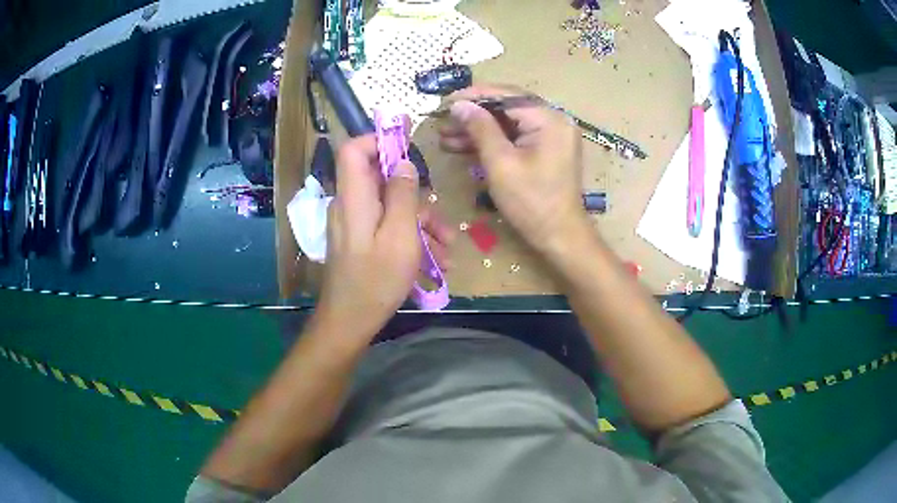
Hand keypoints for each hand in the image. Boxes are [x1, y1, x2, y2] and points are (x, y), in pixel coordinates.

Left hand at [316, 136, 452, 339]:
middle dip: (417, 199)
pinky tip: (435, 263)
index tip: (408, 144)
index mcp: (354, 197)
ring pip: (391, 207)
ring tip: (447, 252)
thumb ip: (402, 195)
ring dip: (421, 225)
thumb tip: (403, 162)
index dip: (378, 140)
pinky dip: (410, 238)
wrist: (350, 322)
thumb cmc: (376, 280)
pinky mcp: (360, 240)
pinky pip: (387, 227)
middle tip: (443, 225)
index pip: (354, 150)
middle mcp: (350, 205)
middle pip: (383, 182)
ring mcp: (355, 224)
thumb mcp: (399, 236)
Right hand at [439, 85, 590, 257]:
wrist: (560, 236)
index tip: (444, 103)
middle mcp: (553, 120)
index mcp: (548, 119)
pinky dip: (492, 141)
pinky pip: (515, 137)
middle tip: (442, 123)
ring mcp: (551, 135)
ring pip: (508, 123)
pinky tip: (464, 147)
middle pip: (507, 108)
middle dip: (473, 115)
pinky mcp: (545, 149)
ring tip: (446, 138)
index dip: (473, 96)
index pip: (506, 95)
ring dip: (478, 129)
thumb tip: (459, 105)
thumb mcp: (500, 163)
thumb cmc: (531, 202)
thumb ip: (480, 128)